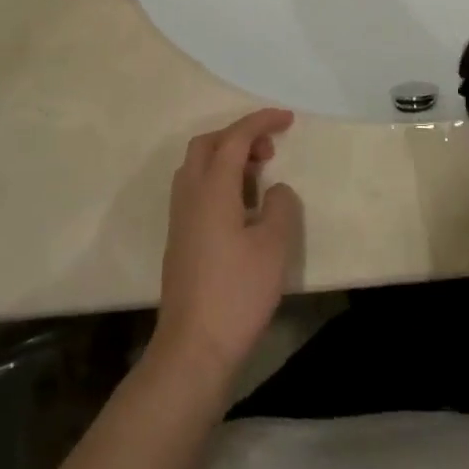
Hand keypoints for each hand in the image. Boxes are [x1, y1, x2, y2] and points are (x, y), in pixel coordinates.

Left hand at [152, 109, 302, 380]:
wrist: (193, 349)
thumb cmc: (237, 293)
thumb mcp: (274, 246)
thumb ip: (281, 206)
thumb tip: (275, 191)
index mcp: (212, 190)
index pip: (234, 138)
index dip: (261, 122)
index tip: (288, 119)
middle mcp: (190, 195)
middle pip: (208, 145)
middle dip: (239, 135)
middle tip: (270, 149)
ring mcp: (180, 219)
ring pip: (198, 167)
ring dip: (227, 158)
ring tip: (259, 175)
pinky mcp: (180, 240)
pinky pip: (197, 190)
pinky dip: (220, 181)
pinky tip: (243, 207)